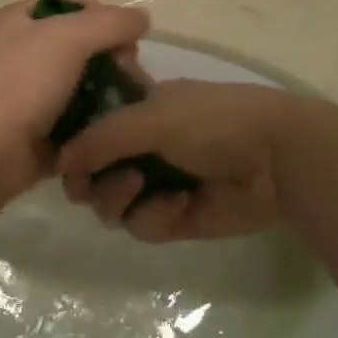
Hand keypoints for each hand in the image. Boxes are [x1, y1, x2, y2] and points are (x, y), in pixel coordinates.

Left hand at [0, 0, 149, 203]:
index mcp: (20, 19)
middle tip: (130, 75)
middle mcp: (22, 50)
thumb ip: (111, 22)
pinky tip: (114, 126)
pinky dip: (95, 119)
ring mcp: (29, 91)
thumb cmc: (22, 83)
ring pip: (82, 82)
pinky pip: (76, 116)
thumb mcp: (69, 38)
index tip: (128, 39)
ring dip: (108, 91)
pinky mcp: (38, 127)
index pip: (73, 4)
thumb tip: (143, 18)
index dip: (104, 16)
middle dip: (112, 57)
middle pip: (81, 44)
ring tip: (128, 104)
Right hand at [59, 80, 309, 241]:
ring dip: (118, 197)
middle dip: (89, 180)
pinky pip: (143, 226)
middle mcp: (141, 148)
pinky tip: (181, 203)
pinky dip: (155, 216)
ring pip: (110, 205)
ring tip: (141, 184)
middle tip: (92, 181)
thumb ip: (101, 137)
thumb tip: (60, 163)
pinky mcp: (175, 219)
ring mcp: (157, 184)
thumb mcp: (152, 116)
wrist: (277, 158)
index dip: (72, 146)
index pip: (87, 130)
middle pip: (91, 175)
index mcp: (135, 111)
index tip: (61, 158)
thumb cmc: (213, 120)